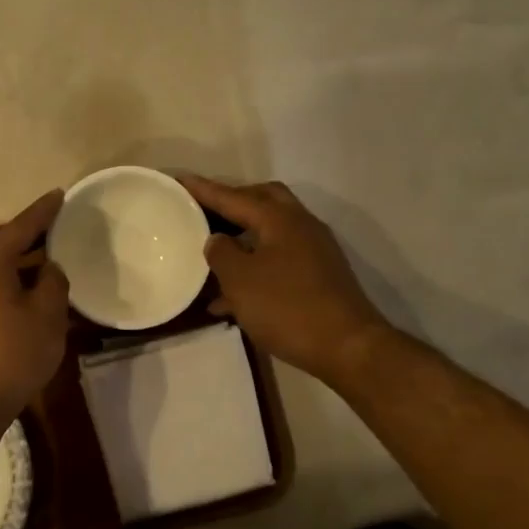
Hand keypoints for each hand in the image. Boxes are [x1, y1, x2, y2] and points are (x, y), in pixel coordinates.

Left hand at [0, 190, 70, 426]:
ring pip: (3, 272)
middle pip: (8, 247)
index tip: (61, 194)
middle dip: (36, 238)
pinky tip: (36, 299)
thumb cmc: (11, 355)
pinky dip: (18, 287)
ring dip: (28, 267)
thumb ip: (54, 284)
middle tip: (64, 228)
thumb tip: (50, 269)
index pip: (22, 226)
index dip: (44, 211)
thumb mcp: (46, 317)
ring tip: (56, 262)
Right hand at [180, 176, 389, 387]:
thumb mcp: (240, 280)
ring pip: (270, 232)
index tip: (180, 180)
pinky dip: (254, 267)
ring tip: (211, 254)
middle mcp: (300, 226)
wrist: (348, 347)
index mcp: (279, 219)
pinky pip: (277, 260)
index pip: (234, 197)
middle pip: (261, 201)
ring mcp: (313, 251)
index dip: (204, 189)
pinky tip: (230, 299)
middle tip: (203, 211)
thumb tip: (217, 239)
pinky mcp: (317, 277)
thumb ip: (221, 253)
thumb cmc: (287, 307)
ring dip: (241, 238)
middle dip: (231, 203)